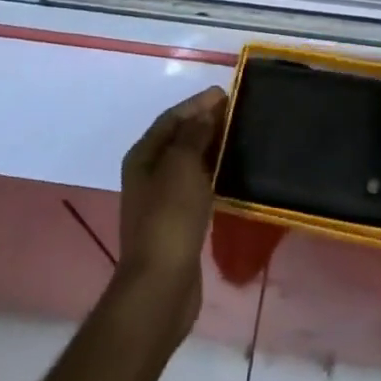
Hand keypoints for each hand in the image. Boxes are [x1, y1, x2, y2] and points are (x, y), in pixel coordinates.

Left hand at [117, 86, 226, 334]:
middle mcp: (148, 174)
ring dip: (209, 148)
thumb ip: (194, 135)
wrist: (161, 285)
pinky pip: (195, 185)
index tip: (225, 94)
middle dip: (204, 123)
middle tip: (236, 113)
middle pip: (178, 139)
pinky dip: (211, 174)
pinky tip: (230, 174)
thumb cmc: (170, 217)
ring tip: (238, 138)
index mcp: (143, 156)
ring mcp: (161, 200)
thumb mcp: (182, 166)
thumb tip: (204, 112)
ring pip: (188, 163)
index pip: (171, 118)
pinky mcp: (176, 222)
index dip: (197, 104)